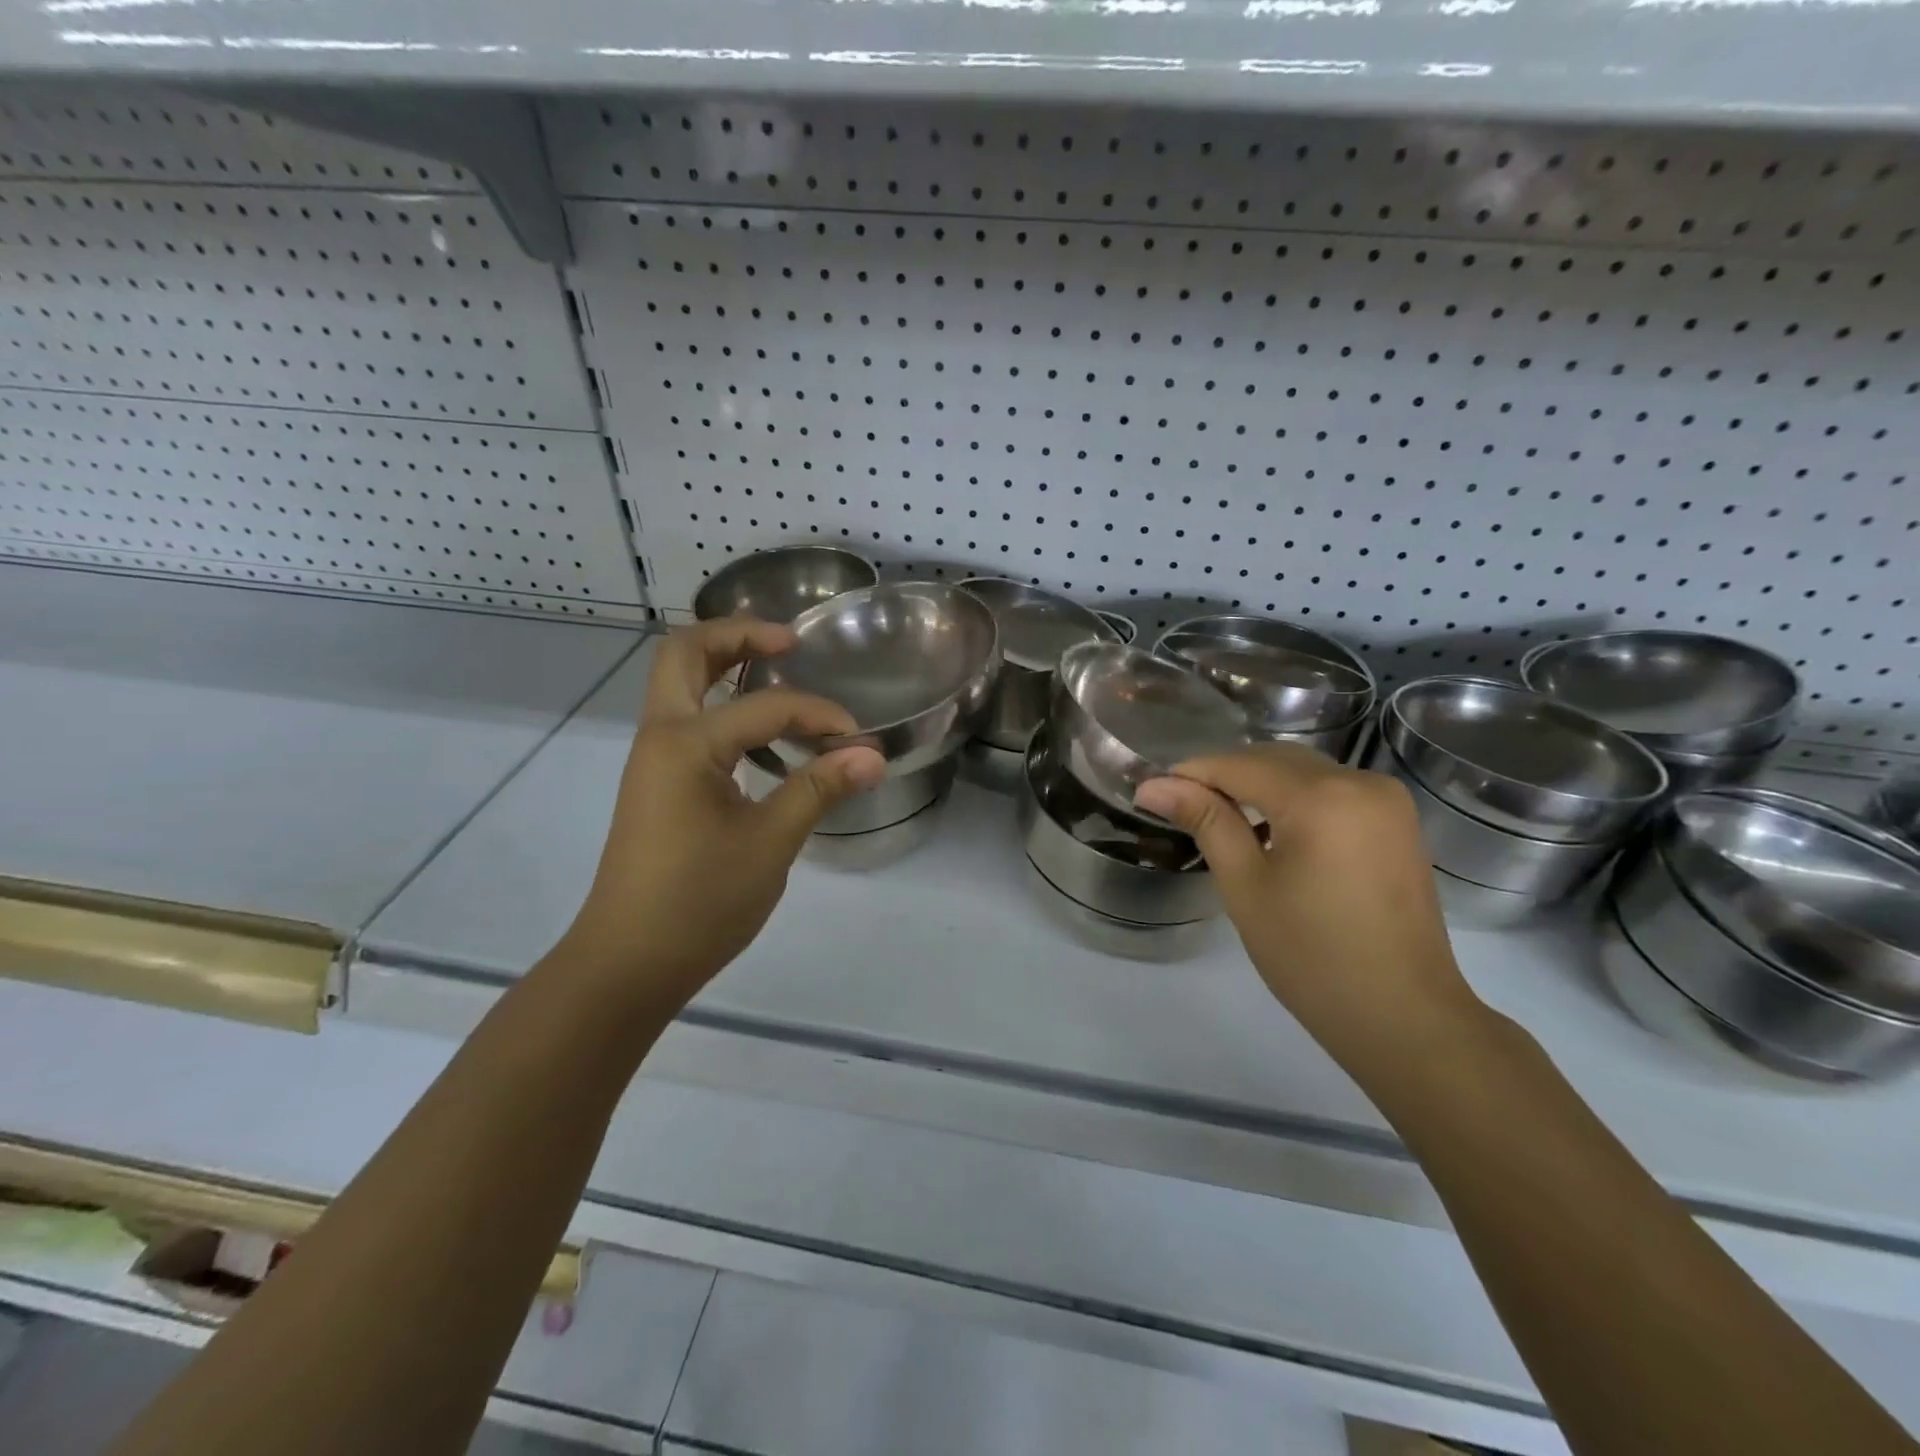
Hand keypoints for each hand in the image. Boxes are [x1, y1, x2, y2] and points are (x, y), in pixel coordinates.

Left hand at [558, 618, 884, 1008]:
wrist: (628, 962)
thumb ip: (819, 789)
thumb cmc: (698, 902)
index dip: (818, 715)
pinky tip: (759, 729)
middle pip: (685, 653)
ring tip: (775, 666)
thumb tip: (872, 756)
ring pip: (678, 682)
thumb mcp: (770, 843)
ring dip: (723, 662)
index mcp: (685, 744)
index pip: (765, 707)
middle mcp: (660, 736)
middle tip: (789, 642)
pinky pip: (685, 717)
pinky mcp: (657, 783)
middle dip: (737, 634)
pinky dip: (719, 701)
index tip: (857, 742)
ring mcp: (653, 759)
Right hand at [1134, 744, 1487, 1077]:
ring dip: (1258, 785)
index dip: (1191, 774)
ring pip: (1304, 771)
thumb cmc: (1311, 956)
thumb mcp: (1245, 886)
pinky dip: (1294, 798)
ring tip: (1218, 817)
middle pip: (1274, 759)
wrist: (1403, 1017)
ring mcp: (1386, 800)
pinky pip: (1332, 790)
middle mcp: (1360, 781)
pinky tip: (1270, 828)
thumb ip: (1205, 821)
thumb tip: (1153, 786)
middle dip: (1224, 775)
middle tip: (1180, 806)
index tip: (1151, 791)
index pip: (1240, 765)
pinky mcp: (1396, 821)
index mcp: (1322, 797)